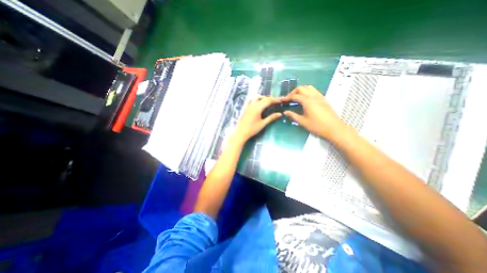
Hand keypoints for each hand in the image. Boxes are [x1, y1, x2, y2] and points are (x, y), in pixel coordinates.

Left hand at [234, 96, 283, 141]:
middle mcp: (253, 104)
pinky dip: (256, 99)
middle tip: (276, 102)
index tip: (281, 100)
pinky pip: (251, 100)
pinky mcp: (245, 108)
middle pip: (263, 98)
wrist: (241, 132)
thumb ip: (271, 117)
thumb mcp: (263, 124)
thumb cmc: (252, 129)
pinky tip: (258, 103)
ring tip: (268, 102)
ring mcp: (248, 105)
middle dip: (270, 99)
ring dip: (263, 98)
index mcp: (258, 108)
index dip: (275, 100)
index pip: (268, 101)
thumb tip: (280, 114)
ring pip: (256, 97)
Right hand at [285, 86, 347, 140]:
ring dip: (301, 90)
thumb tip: (285, 112)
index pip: (295, 96)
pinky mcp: (323, 99)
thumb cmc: (317, 126)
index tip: (282, 101)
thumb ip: (293, 116)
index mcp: (307, 101)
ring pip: (308, 87)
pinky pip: (314, 91)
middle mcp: (313, 96)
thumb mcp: (303, 122)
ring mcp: (319, 96)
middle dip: (293, 92)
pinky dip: (308, 92)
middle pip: (301, 88)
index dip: (287, 98)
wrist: (334, 128)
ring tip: (297, 98)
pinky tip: (306, 99)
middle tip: (289, 99)